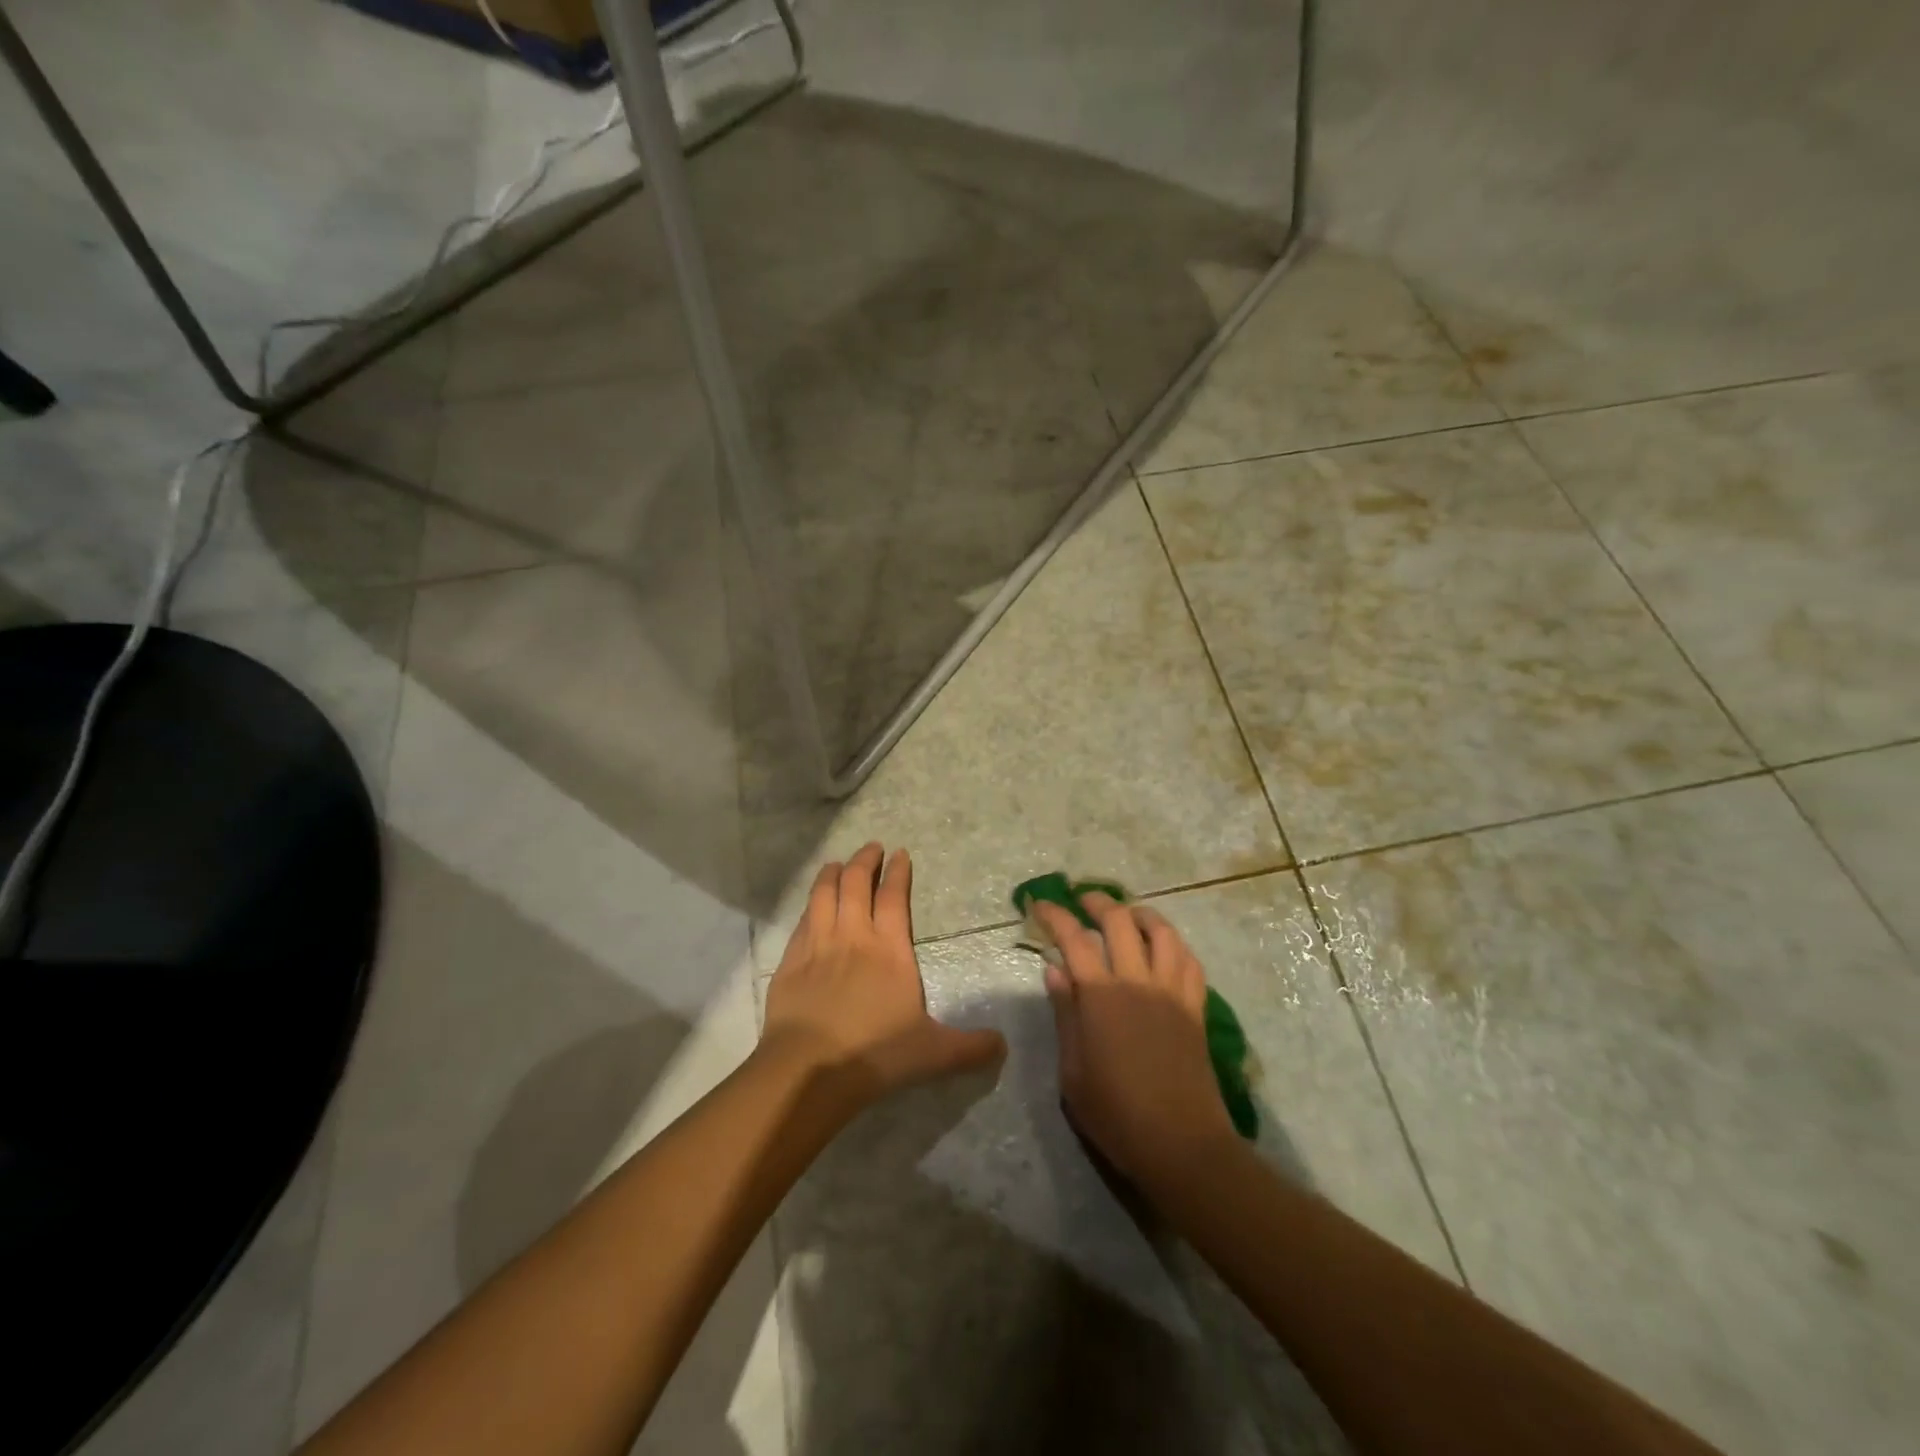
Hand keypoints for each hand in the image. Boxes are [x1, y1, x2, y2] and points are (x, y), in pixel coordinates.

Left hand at [761, 844, 1004, 1106]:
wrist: (809, 1069)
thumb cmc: (875, 1053)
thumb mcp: (933, 1053)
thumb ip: (970, 1047)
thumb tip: (1003, 1046)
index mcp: (889, 949)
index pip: (893, 897)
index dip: (897, 872)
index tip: (899, 854)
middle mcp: (853, 935)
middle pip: (855, 883)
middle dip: (864, 860)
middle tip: (871, 848)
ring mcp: (818, 945)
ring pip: (823, 894)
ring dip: (832, 874)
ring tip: (836, 864)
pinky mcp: (790, 961)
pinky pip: (801, 920)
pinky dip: (809, 905)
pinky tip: (811, 906)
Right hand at [1039, 894, 1236, 1188]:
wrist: (1182, 1144)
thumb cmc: (1117, 1115)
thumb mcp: (1073, 1072)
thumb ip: (1065, 1014)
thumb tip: (1053, 968)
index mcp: (1101, 997)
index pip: (1073, 938)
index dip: (1054, 914)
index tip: (1039, 904)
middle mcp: (1137, 982)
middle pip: (1119, 921)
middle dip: (1097, 902)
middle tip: (1081, 900)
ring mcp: (1172, 992)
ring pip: (1162, 932)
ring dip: (1140, 914)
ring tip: (1126, 915)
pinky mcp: (1195, 1007)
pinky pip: (1189, 960)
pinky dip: (1173, 944)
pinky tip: (1163, 948)